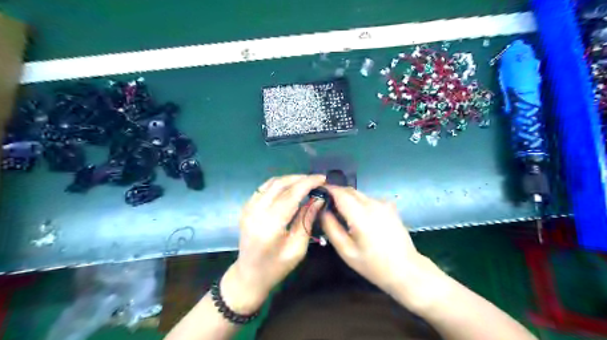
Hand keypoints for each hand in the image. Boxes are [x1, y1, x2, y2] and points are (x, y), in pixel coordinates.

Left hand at [222, 175, 327, 314]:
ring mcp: (248, 208)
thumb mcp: (297, 248)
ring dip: (290, 179)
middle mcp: (256, 212)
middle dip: (300, 179)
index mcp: (269, 226)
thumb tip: (319, 198)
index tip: (322, 179)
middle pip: (280, 185)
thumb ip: (306, 220)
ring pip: (271, 183)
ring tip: (306, 182)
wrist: (249, 274)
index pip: (290, 195)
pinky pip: (264, 188)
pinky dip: (279, 184)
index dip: (307, 184)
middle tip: (317, 180)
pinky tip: (290, 187)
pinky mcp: (246, 207)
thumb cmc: (276, 267)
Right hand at [320, 186, 444, 307]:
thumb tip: (322, 210)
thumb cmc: (373, 264)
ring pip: (359, 194)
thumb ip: (331, 228)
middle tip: (326, 205)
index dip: (327, 190)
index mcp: (361, 215)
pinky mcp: (389, 206)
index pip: (340, 193)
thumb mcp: (346, 251)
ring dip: (348, 198)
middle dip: (336, 193)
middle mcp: (373, 204)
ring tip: (341, 213)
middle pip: (349, 190)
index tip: (318, 193)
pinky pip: (369, 199)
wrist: (405, 269)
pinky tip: (359, 218)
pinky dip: (359, 203)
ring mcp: (383, 204)